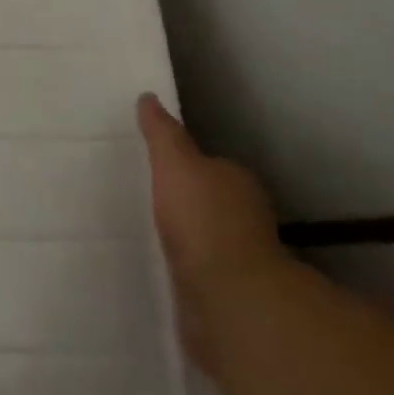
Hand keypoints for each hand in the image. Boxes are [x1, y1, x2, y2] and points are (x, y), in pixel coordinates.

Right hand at [137, 94, 283, 368]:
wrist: (228, 297)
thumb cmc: (202, 218)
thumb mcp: (174, 162)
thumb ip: (162, 133)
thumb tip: (148, 98)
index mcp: (237, 182)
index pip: (211, 165)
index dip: (187, 163)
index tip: (158, 165)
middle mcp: (246, 217)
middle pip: (211, 201)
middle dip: (186, 201)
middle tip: (147, 196)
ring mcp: (240, 260)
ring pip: (206, 239)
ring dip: (185, 238)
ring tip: (147, 232)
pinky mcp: (228, 295)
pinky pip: (200, 272)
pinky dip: (185, 269)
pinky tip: (160, 267)